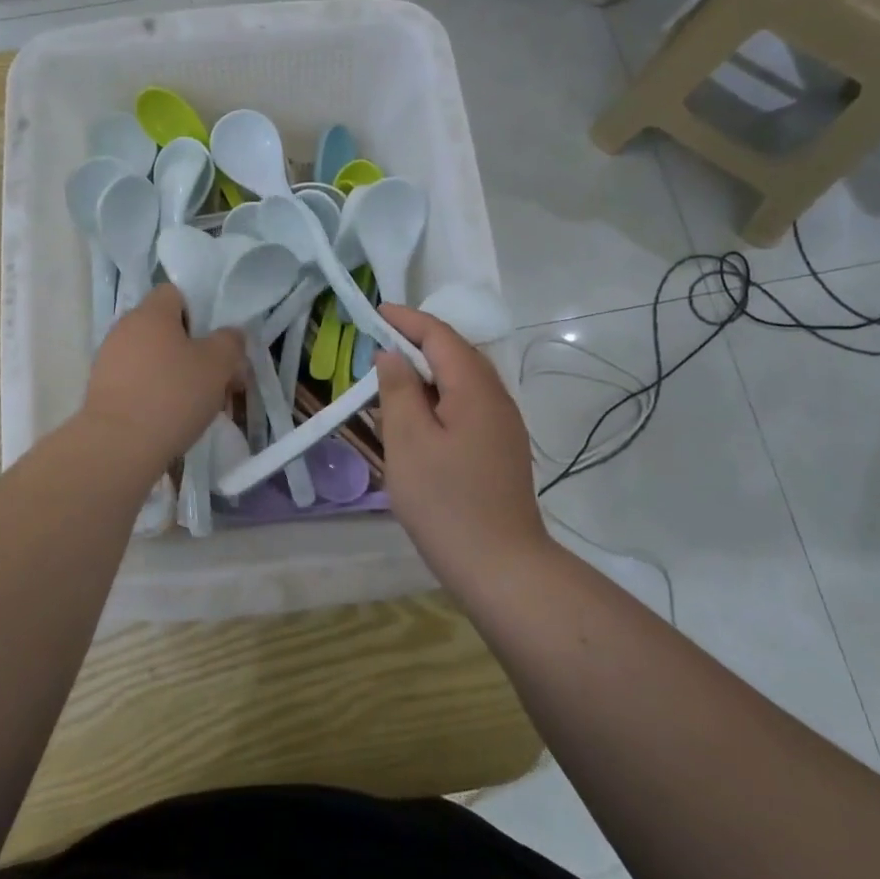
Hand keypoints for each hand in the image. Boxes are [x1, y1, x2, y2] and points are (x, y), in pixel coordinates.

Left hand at [82, 285, 244, 473]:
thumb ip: (230, 342)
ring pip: (152, 358)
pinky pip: (136, 382)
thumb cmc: (173, 395)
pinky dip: (155, 394)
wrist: (118, 446)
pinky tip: (171, 419)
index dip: (199, 311)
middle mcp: (124, 329)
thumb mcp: (218, 365)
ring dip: (174, 374)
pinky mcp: (101, 391)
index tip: (214, 341)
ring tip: (197, 405)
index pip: (175, 293)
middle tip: (216, 378)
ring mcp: (108, 360)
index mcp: (151, 313)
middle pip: (164, 329)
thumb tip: (230, 335)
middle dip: (191, 350)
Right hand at [375, 305, 545, 568]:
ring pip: (463, 382)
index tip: (376, 312)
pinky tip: (420, 419)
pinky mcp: (501, 450)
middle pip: (457, 354)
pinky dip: (440, 398)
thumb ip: (399, 391)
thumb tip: (393, 356)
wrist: (501, 566)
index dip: (407, 320)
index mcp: (475, 388)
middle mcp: (497, 398)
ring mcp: (504, 426)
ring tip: (393, 379)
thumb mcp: (408, 442)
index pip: (440, 336)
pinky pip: (468, 406)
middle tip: (379, 345)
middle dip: (418, 343)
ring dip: (429, 372)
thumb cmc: (446, 502)